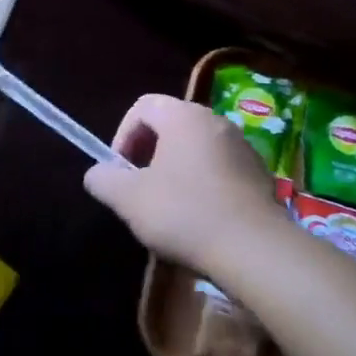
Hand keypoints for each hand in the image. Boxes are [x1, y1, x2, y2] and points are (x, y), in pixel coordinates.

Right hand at [83, 94, 293, 276]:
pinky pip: (220, 167)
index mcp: (184, 116)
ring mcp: (242, 146)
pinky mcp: (259, 173)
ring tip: (168, 206)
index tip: (120, 170)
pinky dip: (203, 182)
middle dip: (148, 152)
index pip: (143, 106)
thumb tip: (97, 173)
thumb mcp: (129, 199)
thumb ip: (103, 180)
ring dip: (176, 168)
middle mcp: (215, 120)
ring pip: (197, 147)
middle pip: (171, 124)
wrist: (254, 249)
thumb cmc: (185, 214)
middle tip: (140, 187)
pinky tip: (200, 217)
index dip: (123, 134)